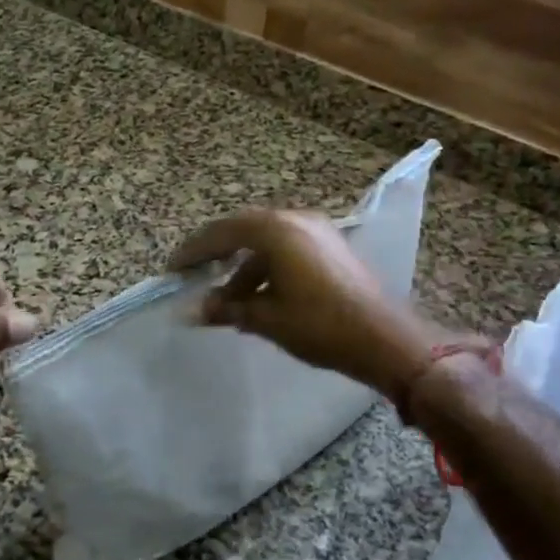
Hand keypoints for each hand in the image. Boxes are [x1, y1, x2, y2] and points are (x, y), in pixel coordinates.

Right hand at [170, 210, 450, 399]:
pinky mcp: (330, 247)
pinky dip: (266, 267)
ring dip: (243, 267)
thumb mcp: (267, 319)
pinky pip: (286, 248)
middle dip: (216, 253)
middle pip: (243, 230)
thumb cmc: (321, 326)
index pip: (222, 232)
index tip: (173, 269)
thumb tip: (193, 311)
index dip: (193, 251)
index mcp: (276, 231)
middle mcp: (295, 220)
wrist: (386, 339)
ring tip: (225, 300)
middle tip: (193, 274)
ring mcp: (317, 231)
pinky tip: (258, 297)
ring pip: (266, 241)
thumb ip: (227, 309)